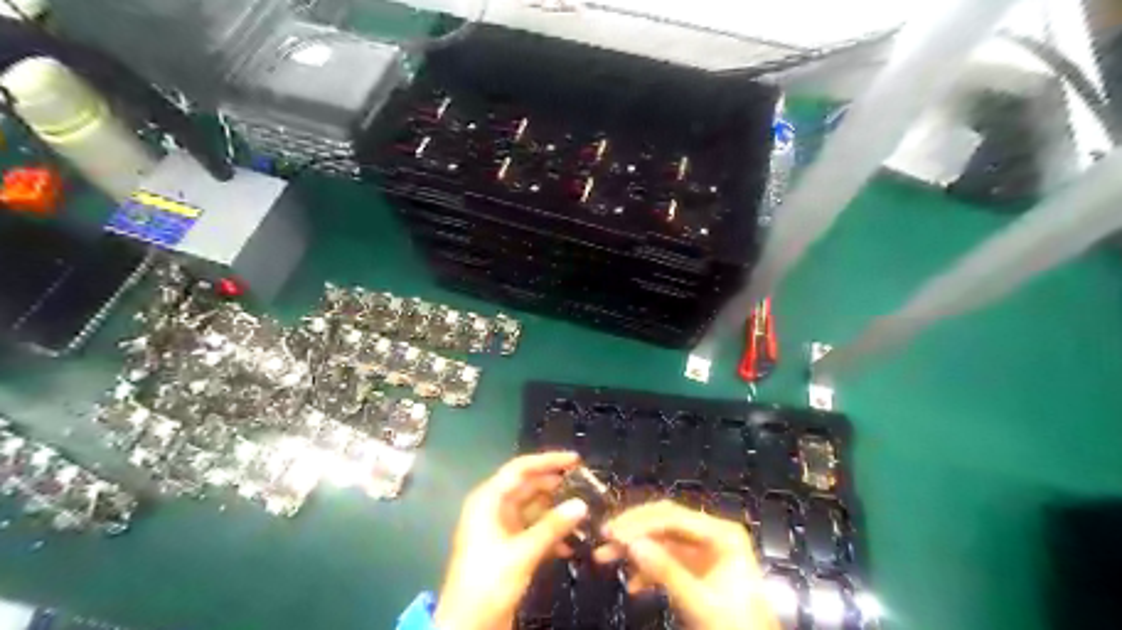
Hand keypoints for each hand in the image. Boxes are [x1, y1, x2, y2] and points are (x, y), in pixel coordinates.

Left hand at [432, 453, 587, 629]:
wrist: (466, 627)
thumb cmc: (487, 582)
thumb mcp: (521, 554)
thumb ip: (552, 527)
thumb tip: (581, 504)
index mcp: (488, 501)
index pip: (520, 469)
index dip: (547, 461)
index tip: (575, 460)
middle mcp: (494, 509)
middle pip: (528, 487)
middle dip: (556, 486)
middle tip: (586, 485)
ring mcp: (501, 529)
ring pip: (534, 510)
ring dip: (556, 512)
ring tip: (584, 513)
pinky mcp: (509, 549)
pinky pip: (534, 531)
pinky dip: (551, 533)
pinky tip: (571, 542)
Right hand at [595, 505, 782, 628]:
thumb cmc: (735, 627)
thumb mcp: (700, 602)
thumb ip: (666, 572)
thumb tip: (631, 544)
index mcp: (723, 534)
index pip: (674, 518)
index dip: (640, 523)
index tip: (612, 532)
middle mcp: (713, 535)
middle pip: (665, 523)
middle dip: (634, 531)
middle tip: (604, 538)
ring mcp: (705, 552)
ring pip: (662, 540)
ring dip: (635, 549)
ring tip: (605, 557)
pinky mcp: (697, 570)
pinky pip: (667, 560)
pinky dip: (648, 569)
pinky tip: (632, 584)